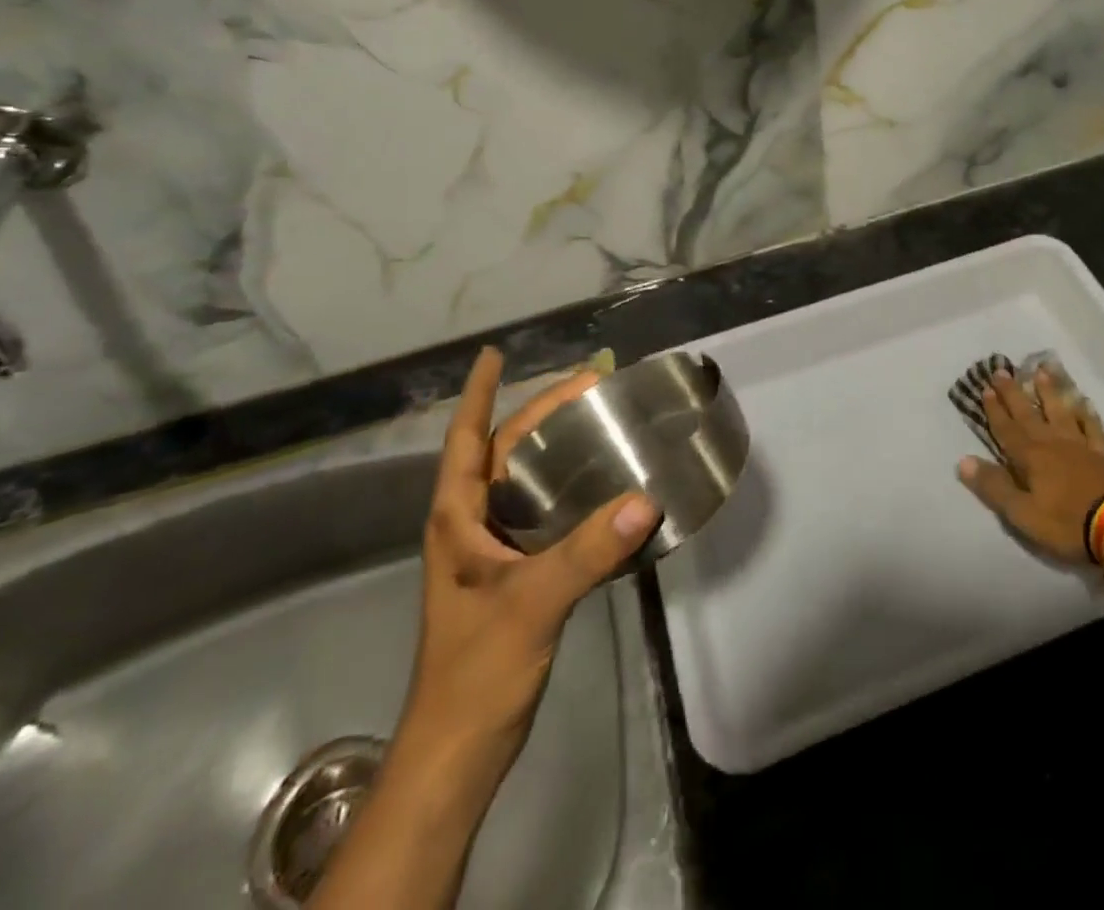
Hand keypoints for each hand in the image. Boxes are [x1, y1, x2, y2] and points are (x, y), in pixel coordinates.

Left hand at [398, 347, 660, 796]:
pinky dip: (568, 490)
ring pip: (523, 482)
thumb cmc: (477, 670)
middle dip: (537, 414)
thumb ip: (587, 552)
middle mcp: (471, 525)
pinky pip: (544, 514)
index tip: (494, 354)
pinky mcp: (515, 574)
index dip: (478, 395)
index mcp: (457, 519)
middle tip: (586, 384)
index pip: (464, 440)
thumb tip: (645, 500)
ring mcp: (492, 551)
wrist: (460, 750)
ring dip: (553, 448)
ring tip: (596, 420)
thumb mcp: (532, 604)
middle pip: (501, 452)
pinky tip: (602, 487)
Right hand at [956, 365, 1103, 565]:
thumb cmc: (1068, 523)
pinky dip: (1087, 415)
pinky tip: (1084, 405)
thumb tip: (963, 461)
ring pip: (1061, 413)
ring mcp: (1082, 447)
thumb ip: (994, 486)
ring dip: (1049, 393)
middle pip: (1030, 415)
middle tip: (1003, 371)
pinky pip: (1093, 428)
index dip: (995, 410)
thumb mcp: (1023, 513)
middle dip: (1014, 393)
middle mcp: (1053, 444)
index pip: (1007, 430)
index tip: (986, 388)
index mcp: (1031, 458)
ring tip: (1041, 372)